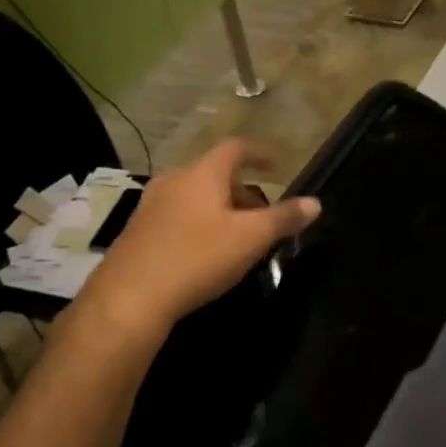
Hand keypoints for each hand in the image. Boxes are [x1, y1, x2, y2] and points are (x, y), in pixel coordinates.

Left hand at [66, 140, 318, 348]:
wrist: (130, 298)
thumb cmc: (197, 257)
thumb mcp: (251, 238)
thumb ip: (284, 218)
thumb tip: (315, 202)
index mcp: (202, 174)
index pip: (236, 148)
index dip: (260, 153)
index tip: (278, 165)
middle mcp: (174, 180)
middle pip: (215, 173)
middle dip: (243, 189)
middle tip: (263, 213)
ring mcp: (151, 205)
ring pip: (195, 195)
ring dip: (221, 207)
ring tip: (238, 235)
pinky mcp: (138, 231)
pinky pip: (178, 214)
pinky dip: (200, 222)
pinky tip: (207, 251)